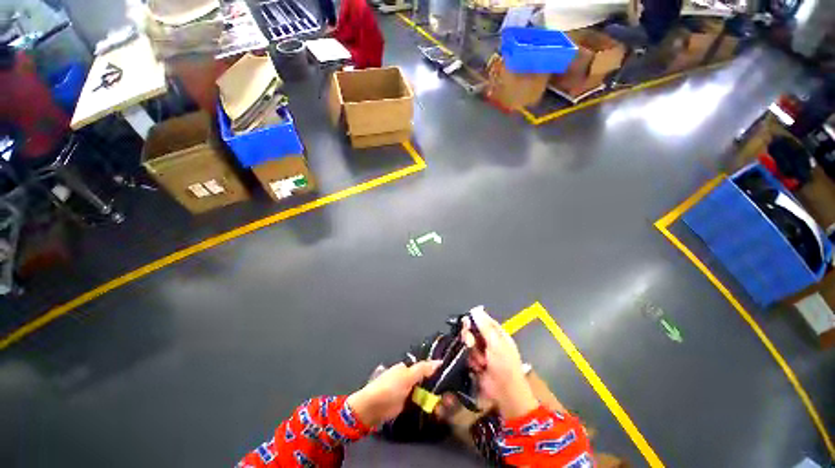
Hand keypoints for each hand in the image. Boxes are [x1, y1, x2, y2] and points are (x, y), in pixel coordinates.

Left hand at [347, 360, 440, 426]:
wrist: (372, 409)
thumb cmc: (390, 388)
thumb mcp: (408, 376)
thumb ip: (423, 369)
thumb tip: (440, 361)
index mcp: (406, 368)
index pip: (425, 367)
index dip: (436, 371)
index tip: (449, 377)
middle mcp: (407, 378)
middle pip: (425, 380)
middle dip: (435, 386)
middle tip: (450, 393)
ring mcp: (406, 392)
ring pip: (423, 392)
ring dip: (432, 397)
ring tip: (447, 401)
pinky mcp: (405, 405)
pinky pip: (419, 403)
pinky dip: (426, 405)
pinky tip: (437, 409)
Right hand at [463, 307, 537, 419]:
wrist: (505, 394)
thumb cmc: (505, 366)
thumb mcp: (496, 343)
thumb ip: (485, 326)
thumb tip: (475, 310)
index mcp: (497, 334)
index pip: (483, 320)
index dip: (474, 320)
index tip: (466, 322)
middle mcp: (489, 341)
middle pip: (473, 331)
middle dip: (470, 338)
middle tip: (471, 343)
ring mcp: (482, 352)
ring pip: (469, 344)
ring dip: (472, 353)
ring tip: (480, 362)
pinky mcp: (476, 363)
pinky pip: (467, 355)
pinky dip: (471, 361)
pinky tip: (477, 367)